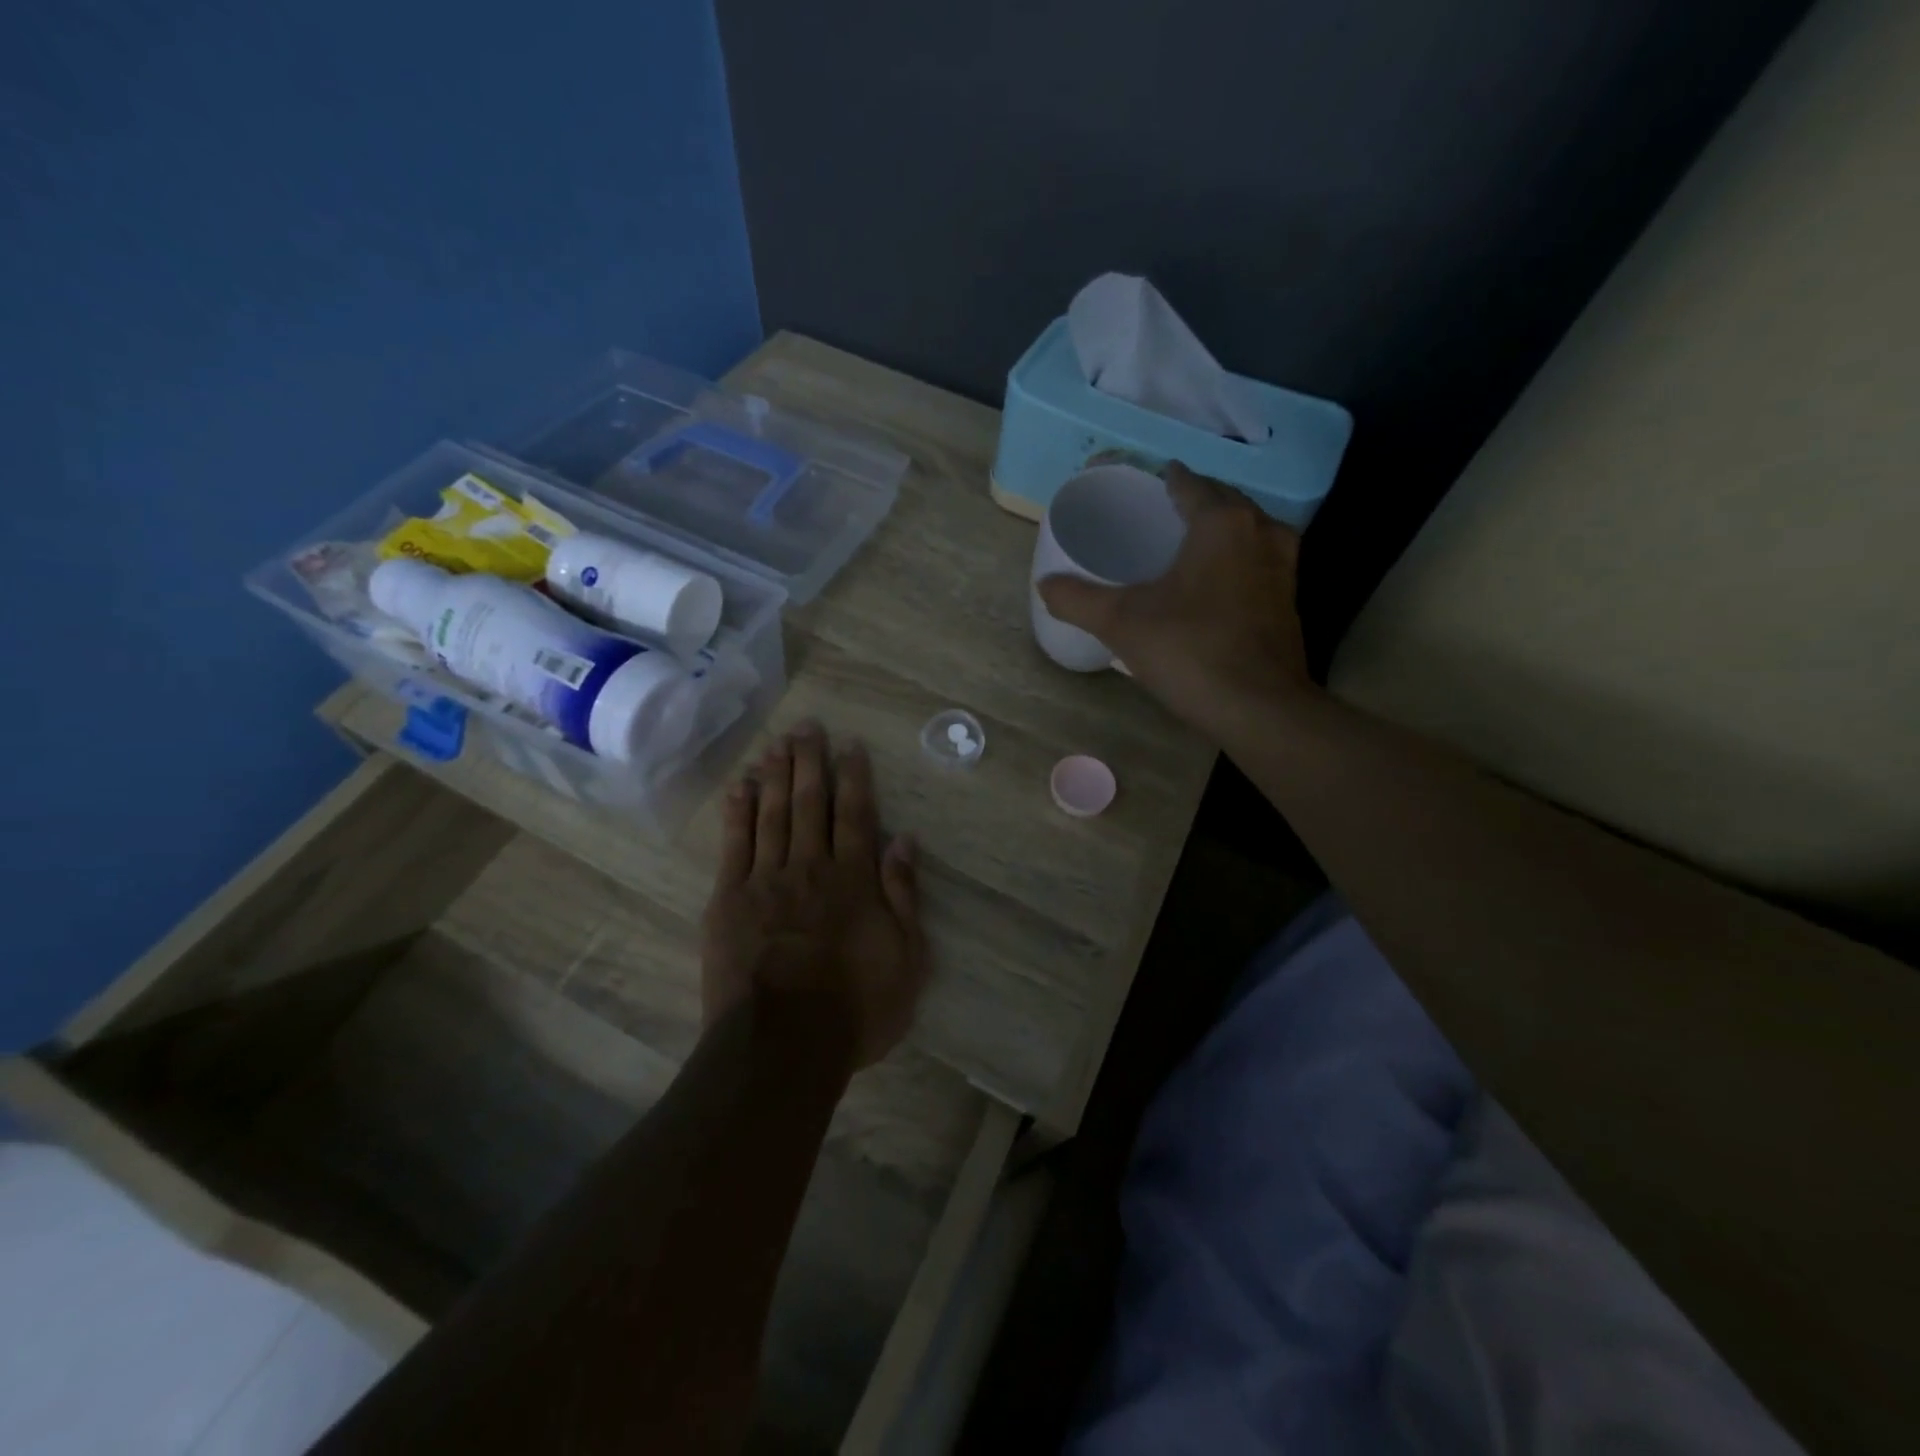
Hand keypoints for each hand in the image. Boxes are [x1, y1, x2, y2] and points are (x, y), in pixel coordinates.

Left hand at [700, 722, 928, 1069]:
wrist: (781, 1046)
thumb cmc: (854, 1008)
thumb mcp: (906, 960)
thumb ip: (904, 896)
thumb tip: (905, 841)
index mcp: (854, 880)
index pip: (856, 815)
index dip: (854, 777)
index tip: (850, 745)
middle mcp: (811, 867)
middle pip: (810, 803)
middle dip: (810, 762)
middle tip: (808, 726)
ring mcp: (766, 880)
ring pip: (772, 814)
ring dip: (776, 775)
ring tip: (778, 742)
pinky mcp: (729, 899)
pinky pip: (734, 844)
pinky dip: (738, 812)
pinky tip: (741, 786)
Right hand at [1037, 462, 1317, 739]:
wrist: (1259, 708)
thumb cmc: (1190, 650)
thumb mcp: (1121, 623)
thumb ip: (1078, 599)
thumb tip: (1044, 585)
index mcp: (1221, 522)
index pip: (1189, 483)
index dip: (1164, 480)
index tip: (1142, 485)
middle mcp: (1260, 530)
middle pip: (1222, 501)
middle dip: (1193, 502)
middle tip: (1156, 515)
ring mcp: (1283, 565)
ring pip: (1246, 530)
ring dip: (1218, 531)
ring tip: (1183, 546)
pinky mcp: (1289, 599)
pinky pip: (1257, 560)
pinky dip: (1235, 559)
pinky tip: (1212, 583)